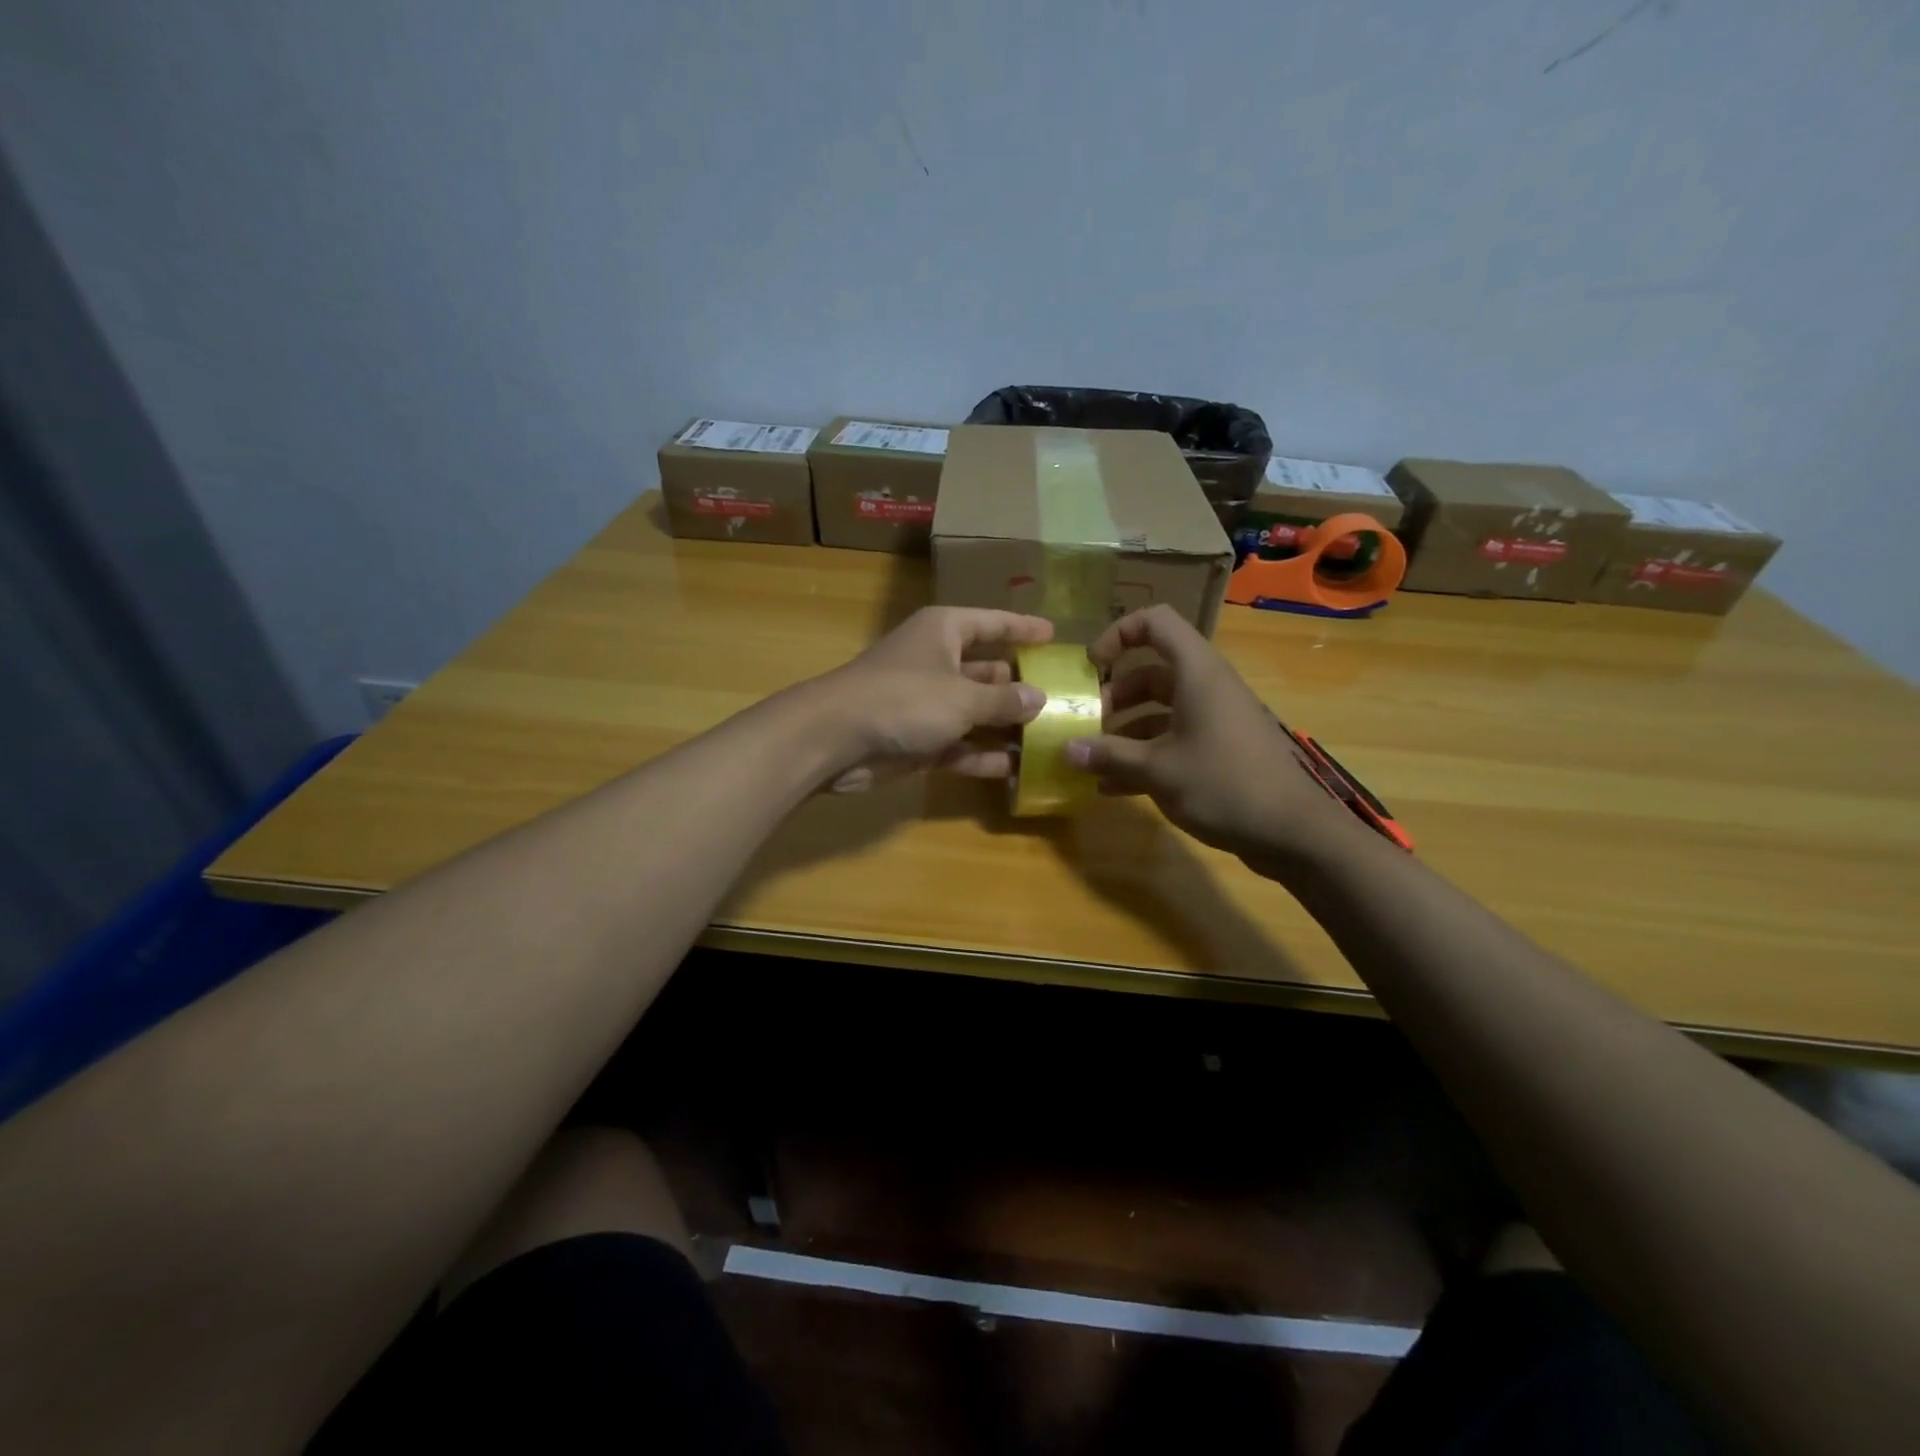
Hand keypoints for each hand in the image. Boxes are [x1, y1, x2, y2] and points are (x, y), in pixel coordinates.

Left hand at [807, 606, 1053, 792]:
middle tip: (1062, 698)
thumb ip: (1004, 700)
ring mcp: (926, 703)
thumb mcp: (963, 696)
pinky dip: (982, 755)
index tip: (1054, 635)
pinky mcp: (918, 739)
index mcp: (945, 632)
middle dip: (1020, 686)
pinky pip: (959, 744)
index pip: (991, 623)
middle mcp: (937, 662)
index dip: (1022, 628)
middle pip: (987, 670)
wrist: (836, 738)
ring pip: (975, 712)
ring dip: (1006, 726)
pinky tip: (1016, 769)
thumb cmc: (904, 699)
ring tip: (1050, 738)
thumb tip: (1039, 698)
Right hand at [1064, 605, 1357, 863]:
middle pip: (1152, 672)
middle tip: (1087, 722)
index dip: (1119, 633)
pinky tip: (1114, 786)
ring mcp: (1215, 719)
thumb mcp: (1157, 769)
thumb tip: (1066, 750)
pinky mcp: (1221, 749)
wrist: (1292, 832)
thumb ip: (1109, 755)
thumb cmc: (1223, 784)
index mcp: (1196, 673)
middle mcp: (1206, 687)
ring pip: (1160, 709)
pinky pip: (1174, 739)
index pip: (1156, 622)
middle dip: (1114, 695)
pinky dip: (1145, 754)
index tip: (1092, 666)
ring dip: (1125, 730)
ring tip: (1093, 759)